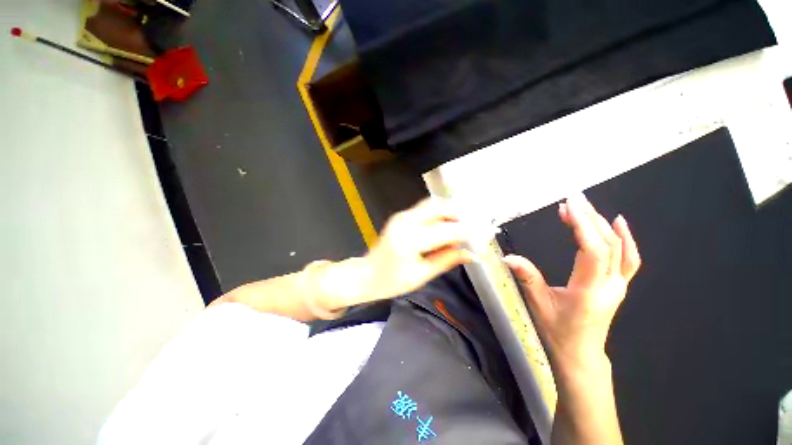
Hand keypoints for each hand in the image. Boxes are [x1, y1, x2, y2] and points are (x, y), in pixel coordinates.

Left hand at [360, 197, 474, 301]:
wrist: (367, 273)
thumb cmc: (391, 281)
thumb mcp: (421, 275)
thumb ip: (446, 261)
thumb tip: (471, 254)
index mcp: (409, 240)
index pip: (446, 230)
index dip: (468, 231)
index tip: (485, 234)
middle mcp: (405, 221)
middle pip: (439, 207)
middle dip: (461, 213)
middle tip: (477, 224)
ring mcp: (402, 216)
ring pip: (433, 204)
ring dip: (451, 211)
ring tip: (466, 223)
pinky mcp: (401, 216)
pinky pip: (426, 208)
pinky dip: (441, 213)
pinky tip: (449, 223)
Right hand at [504, 194, 640, 369]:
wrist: (580, 353)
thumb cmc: (557, 331)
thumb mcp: (538, 304)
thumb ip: (526, 277)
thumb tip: (508, 257)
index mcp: (589, 291)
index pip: (593, 251)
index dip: (583, 226)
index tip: (569, 206)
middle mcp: (610, 286)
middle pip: (608, 244)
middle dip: (590, 218)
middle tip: (572, 200)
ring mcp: (618, 285)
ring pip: (620, 248)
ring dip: (602, 224)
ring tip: (584, 206)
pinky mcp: (618, 285)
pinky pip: (629, 258)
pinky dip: (625, 238)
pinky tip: (618, 222)